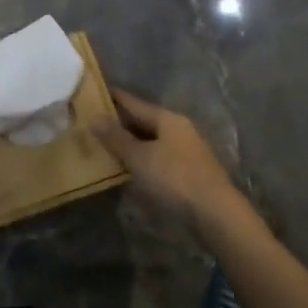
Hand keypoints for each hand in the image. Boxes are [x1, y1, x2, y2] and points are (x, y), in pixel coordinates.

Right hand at [94, 89, 240, 228]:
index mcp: (167, 119)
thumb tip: (94, 117)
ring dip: (130, 144)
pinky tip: (127, 169)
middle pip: (143, 121)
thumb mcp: (139, 157)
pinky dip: (141, 160)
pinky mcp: (188, 173)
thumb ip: (116, 138)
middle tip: (91, 123)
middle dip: (119, 123)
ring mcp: (185, 152)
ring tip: (103, 146)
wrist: (216, 214)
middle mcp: (178, 130)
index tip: (92, 92)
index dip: (113, 97)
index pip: (134, 102)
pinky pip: (157, 159)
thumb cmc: (175, 178)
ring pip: (150, 141)